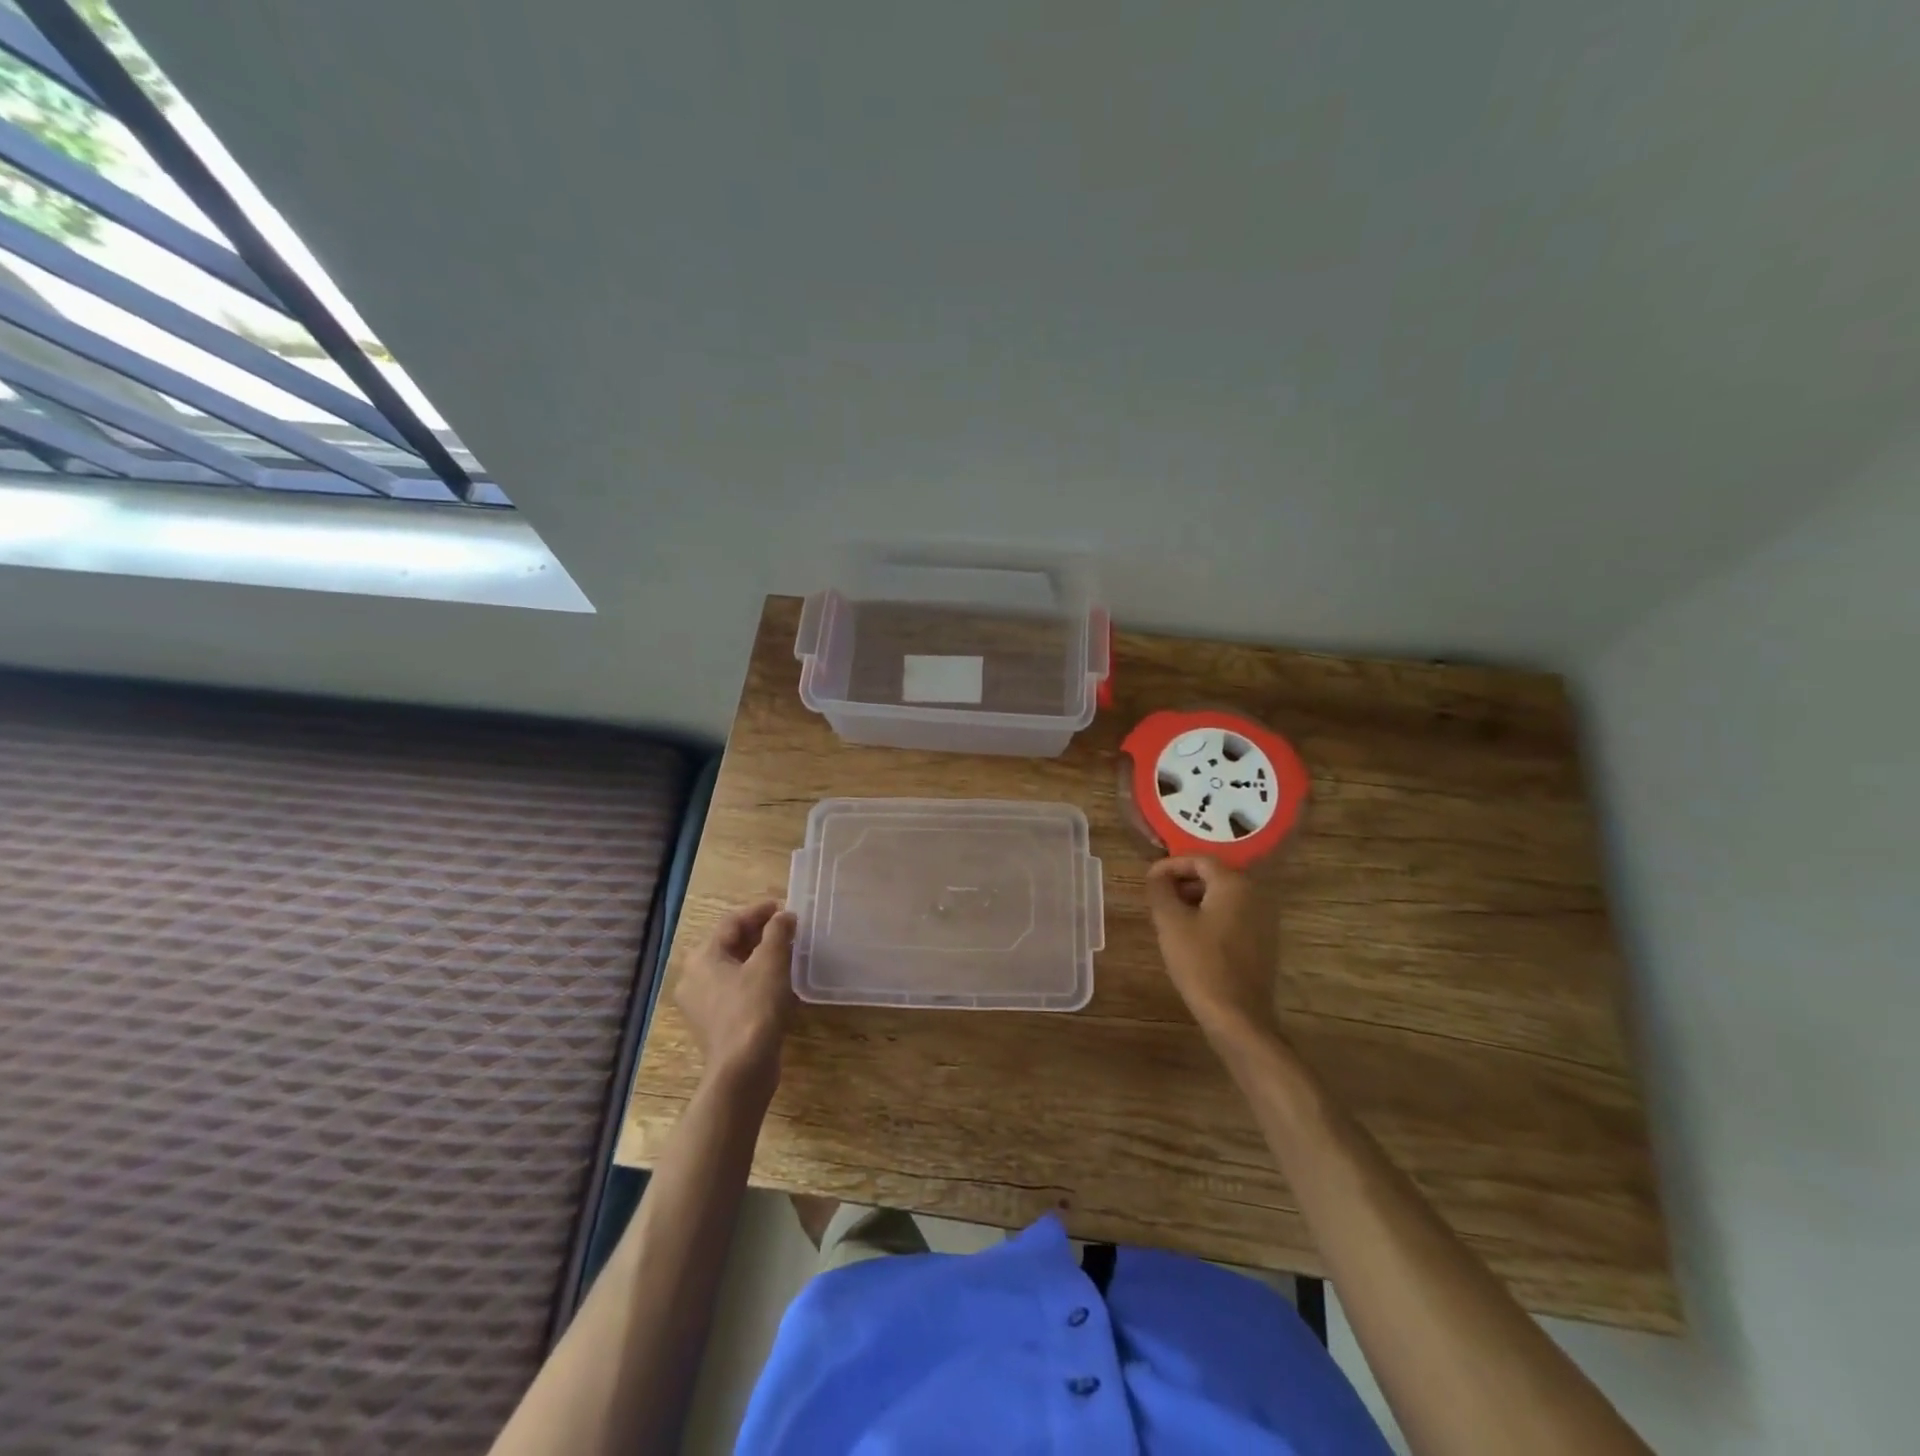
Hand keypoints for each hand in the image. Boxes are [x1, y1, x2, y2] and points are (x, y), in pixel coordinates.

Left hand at [675, 900, 796, 1092]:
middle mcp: (694, 977)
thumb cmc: (754, 1008)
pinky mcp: (713, 1023)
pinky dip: (753, 979)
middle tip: (786, 928)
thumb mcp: (771, 963)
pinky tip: (776, 982)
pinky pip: (733, 989)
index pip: (731, 923)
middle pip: (728, 944)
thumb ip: (778, 932)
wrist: (742, 1069)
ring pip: (731, 968)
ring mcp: (700, 1004)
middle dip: (758, 934)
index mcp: (702, 957)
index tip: (783, 907)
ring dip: (757, 957)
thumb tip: (784, 916)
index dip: (758, 912)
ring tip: (785, 952)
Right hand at [1145, 856, 1282, 1048]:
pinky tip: (1193, 936)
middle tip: (1158, 898)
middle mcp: (1255, 894)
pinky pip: (1234, 915)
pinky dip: (1212, 916)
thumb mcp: (1170, 922)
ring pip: (1224, 896)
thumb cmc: (1200, 962)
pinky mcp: (1264, 941)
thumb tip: (1155, 873)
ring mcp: (1264, 919)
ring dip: (1196, 899)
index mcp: (1234, 883)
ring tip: (1171, 917)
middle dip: (1183, 882)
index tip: (1149, 880)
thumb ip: (1160, 889)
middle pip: (1214, 876)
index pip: (1199, 859)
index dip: (1170, 865)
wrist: (1237, 1016)